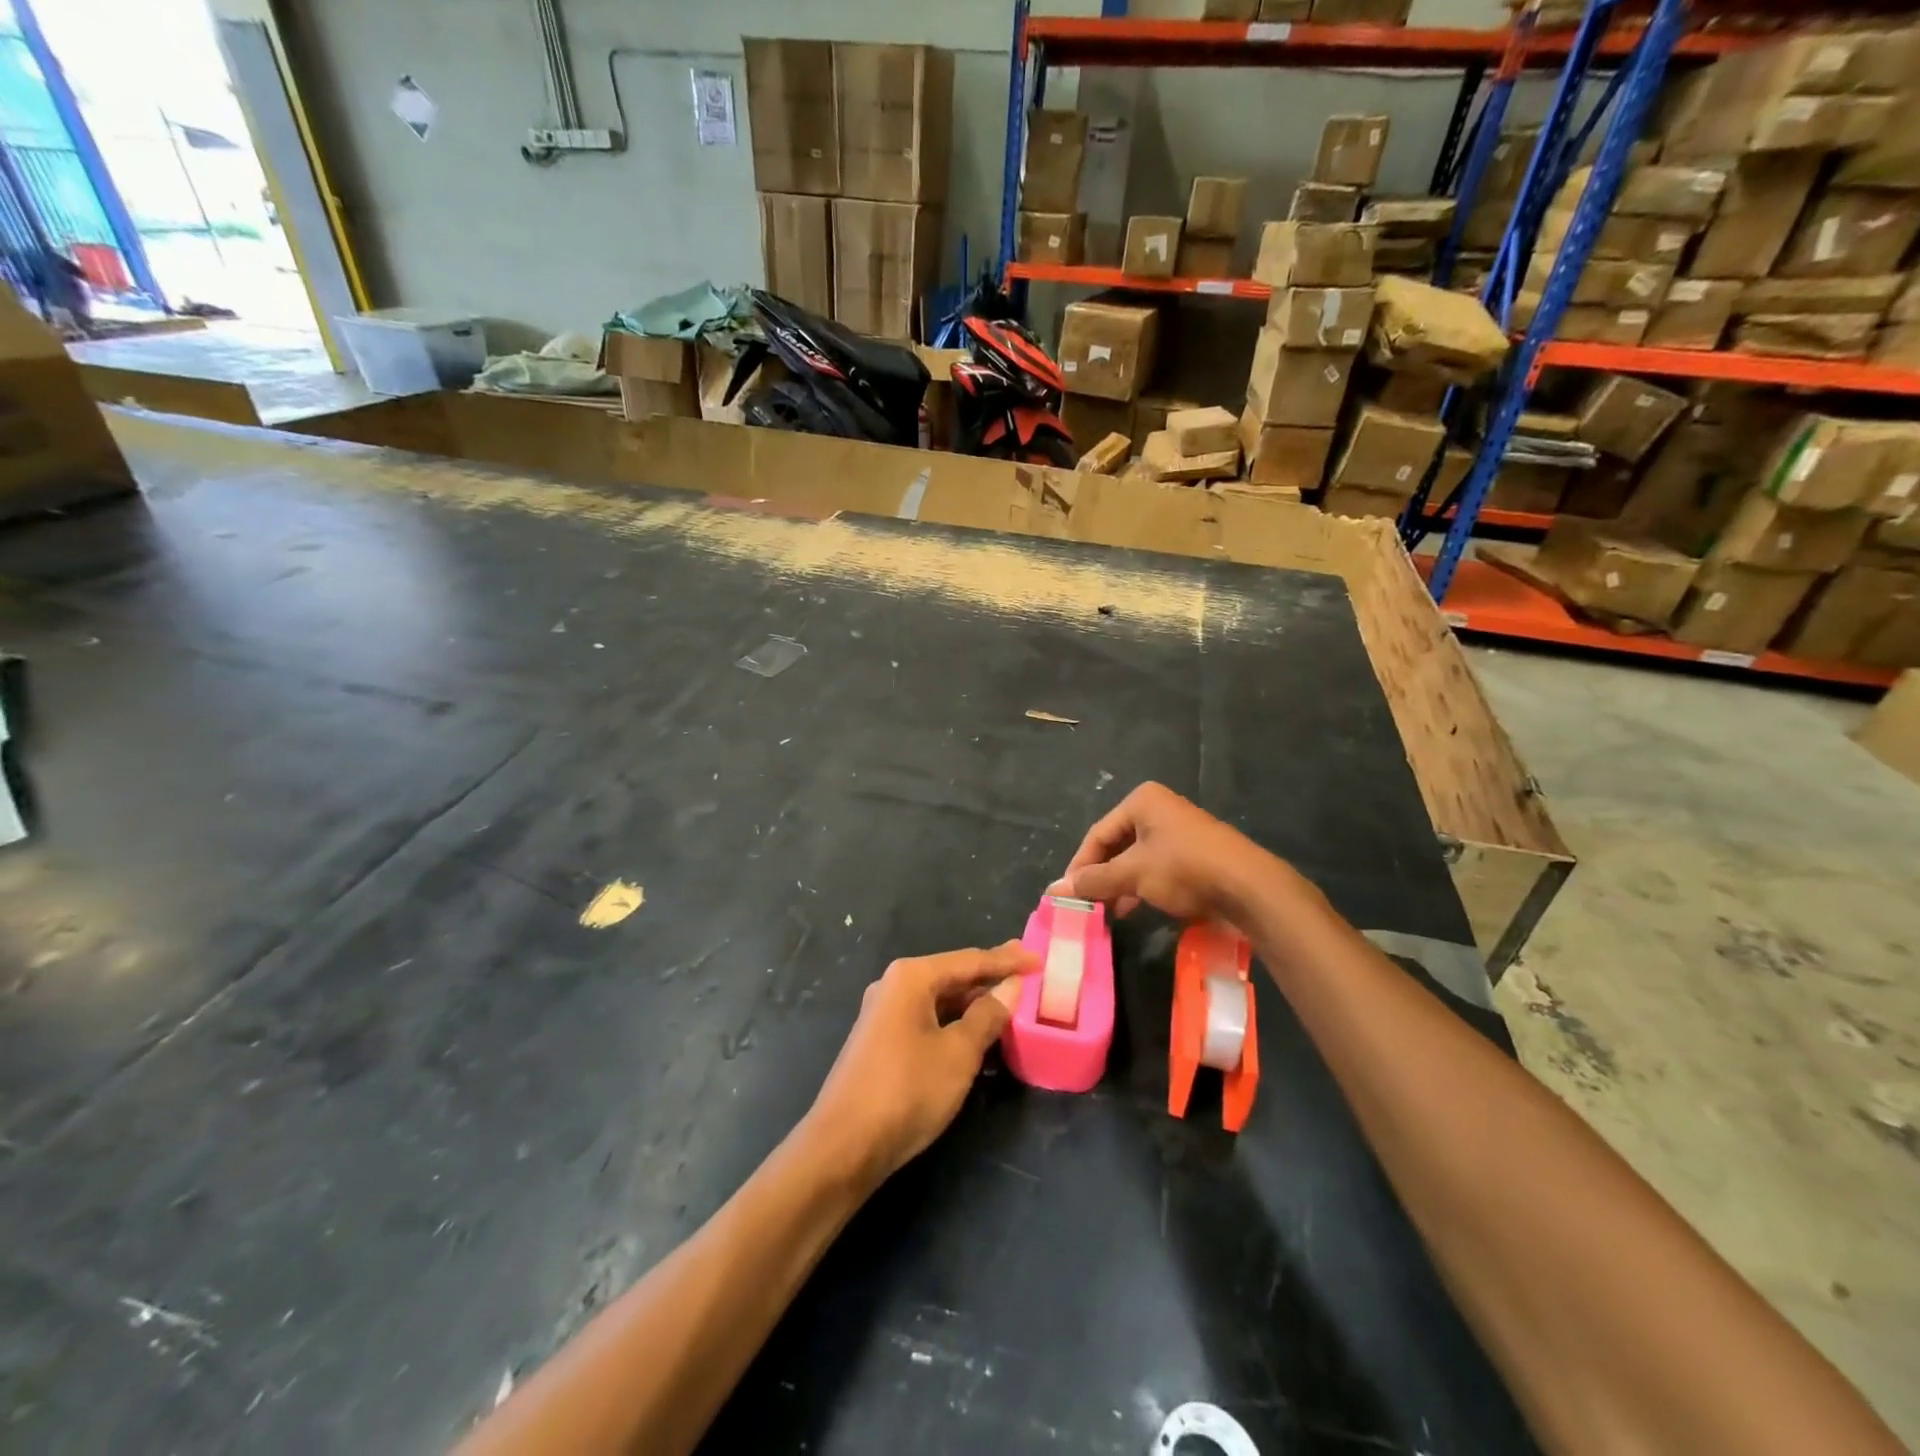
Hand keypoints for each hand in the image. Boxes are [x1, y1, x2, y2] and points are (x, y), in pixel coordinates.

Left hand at [806, 942, 1036, 1186]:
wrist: (844, 1146)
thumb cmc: (907, 1090)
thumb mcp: (958, 1053)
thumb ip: (987, 1016)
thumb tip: (1010, 988)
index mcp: (911, 977)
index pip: (969, 960)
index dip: (1007, 960)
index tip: (1038, 958)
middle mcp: (894, 986)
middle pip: (952, 976)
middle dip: (989, 978)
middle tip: (1027, 975)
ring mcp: (884, 1014)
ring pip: (939, 1001)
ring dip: (973, 1004)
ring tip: (1009, 1005)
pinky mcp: (881, 1042)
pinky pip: (927, 1021)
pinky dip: (954, 1024)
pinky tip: (976, 1036)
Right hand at [1058, 782, 1265, 922]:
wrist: (1249, 887)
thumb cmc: (1184, 868)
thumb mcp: (1133, 874)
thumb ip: (1094, 880)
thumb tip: (1055, 889)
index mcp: (1142, 801)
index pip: (1098, 834)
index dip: (1080, 865)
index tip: (1068, 894)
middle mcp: (1160, 810)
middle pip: (1117, 845)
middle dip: (1101, 876)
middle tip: (1087, 904)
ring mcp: (1180, 832)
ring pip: (1137, 859)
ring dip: (1120, 885)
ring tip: (1107, 911)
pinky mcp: (1195, 855)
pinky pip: (1157, 868)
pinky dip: (1142, 887)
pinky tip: (1133, 909)